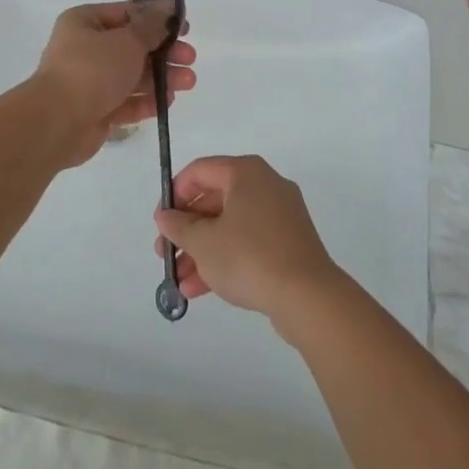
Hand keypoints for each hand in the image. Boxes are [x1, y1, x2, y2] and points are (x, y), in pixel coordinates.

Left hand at [28, 0, 195, 166]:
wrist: (56, 123)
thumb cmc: (92, 70)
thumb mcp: (127, 41)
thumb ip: (152, 25)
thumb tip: (168, 3)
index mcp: (85, 22)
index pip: (127, 14)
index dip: (158, 19)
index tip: (185, 29)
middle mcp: (84, 49)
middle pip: (132, 46)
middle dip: (164, 53)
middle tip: (190, 58)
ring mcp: (89, 82)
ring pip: (131, 75)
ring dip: (161, 78)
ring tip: (188, 82)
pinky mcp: (94, 111)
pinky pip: (124, 102)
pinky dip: (146, 101)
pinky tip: (168, 101)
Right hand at [153, 155, 344, 330]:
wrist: (308, 298)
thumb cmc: (250, 257)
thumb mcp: (204, 242)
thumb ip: (178, 227)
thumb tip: (165, 216)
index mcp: (246, 172)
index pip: (201, 171)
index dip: (175, 194)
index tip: (161, 221)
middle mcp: (265, 185)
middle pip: (215, 200)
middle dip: (186, 230)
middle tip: (165, 254)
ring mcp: (280, 215)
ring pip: (230, 226)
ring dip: (201, 251)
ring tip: (178, 281)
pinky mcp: (289, 243)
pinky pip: (248, 243)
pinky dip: (225, 259)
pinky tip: (200, 289)